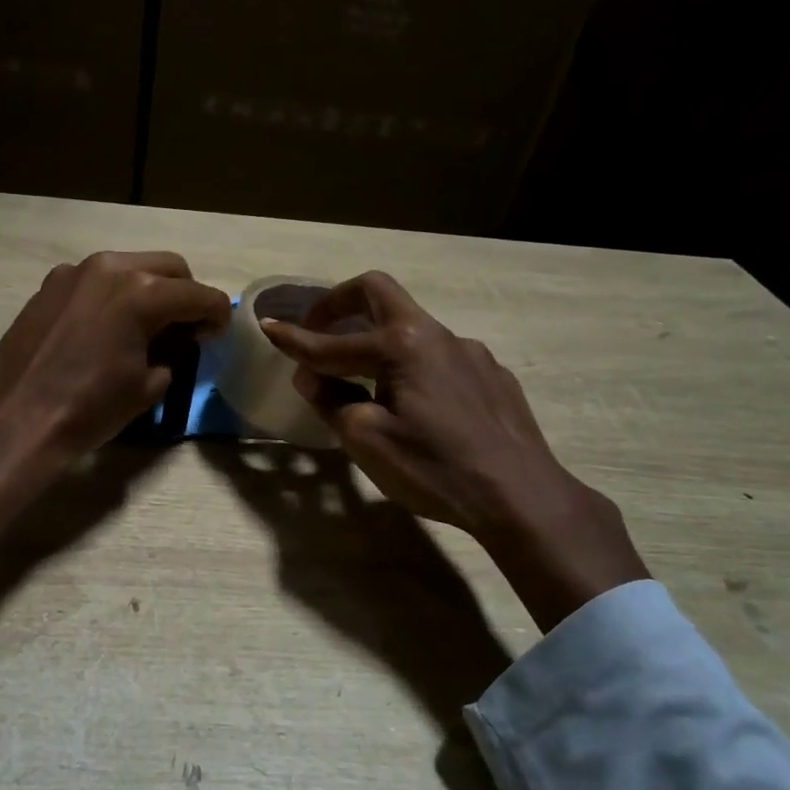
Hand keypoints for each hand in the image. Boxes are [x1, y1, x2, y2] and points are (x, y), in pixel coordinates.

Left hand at [0, 252, 229, 538]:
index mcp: (143, 293)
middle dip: (186, 295)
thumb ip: (173, 353)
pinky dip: (114, 294)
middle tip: (187, 328)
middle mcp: (111, 268)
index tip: (219, 334)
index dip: (218, 315)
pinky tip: (107, 327)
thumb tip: (176, 340)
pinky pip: (96, 279)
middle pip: (170, 268)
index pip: (200, 295)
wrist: (18, 419)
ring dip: (150, 289)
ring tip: (148, 326)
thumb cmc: (90, 409)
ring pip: (131, 266)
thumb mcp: (148, 387)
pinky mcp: (50, 284)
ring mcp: (75, 272)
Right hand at [260, 271, 647, 631]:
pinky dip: (410, 366)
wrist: (521, 496)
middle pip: (379, 294)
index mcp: (402, 344)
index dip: (295, 338)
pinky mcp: (491, 375)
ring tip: (363, 378)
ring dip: (377, 340)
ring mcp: (470, 352)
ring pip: (411, 329)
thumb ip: (332, 399)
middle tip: (316, 328)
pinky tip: (414, 404)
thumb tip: (309, 375)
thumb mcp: (367, 439)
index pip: (333, 341)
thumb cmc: (434, 468)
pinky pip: (438, 357)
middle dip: (339, 304)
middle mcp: (437, 334)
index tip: (267, 327)